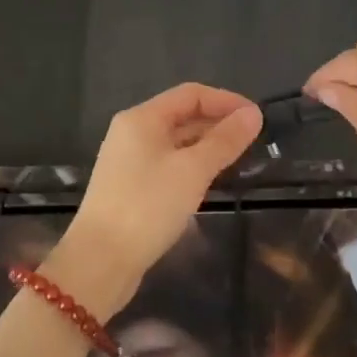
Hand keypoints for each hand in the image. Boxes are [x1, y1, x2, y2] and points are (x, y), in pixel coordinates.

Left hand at [51, 83, 261, 313]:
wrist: (100, 262)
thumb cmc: (148, 206)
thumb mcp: (193, 170)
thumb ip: (225, 140)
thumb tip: (253, 114)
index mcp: (142, 118)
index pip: (191, 94)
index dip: (226, 101)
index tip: (256, 117)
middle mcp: (132, 132)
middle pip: (182, 115)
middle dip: (218, 122)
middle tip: (253, 139)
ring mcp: (129, 161)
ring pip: (176, 142)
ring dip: (207, 145)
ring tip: (239, 157)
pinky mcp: (131, 187)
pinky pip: (168, 163)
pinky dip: (192, 164)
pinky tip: (211, 180)